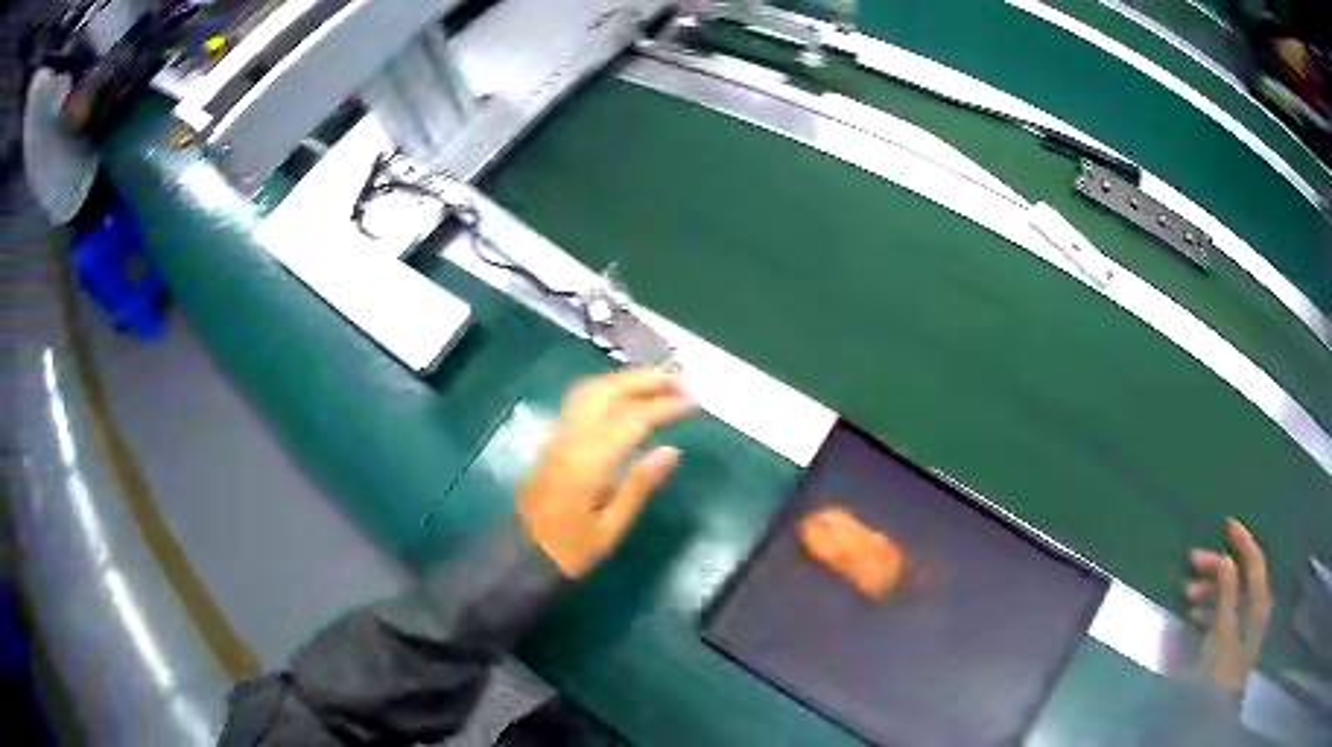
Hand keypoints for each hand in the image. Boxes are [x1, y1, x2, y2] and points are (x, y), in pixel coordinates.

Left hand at [517, 369, 695, 578]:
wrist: (521, 554)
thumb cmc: (570, 549)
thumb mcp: (610, 529)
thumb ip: (639, 486)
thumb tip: (671, 450)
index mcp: (587, 463)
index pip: (630, 420)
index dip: (663, 406)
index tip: (693, 401)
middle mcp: (569, 440)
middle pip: (607, 392)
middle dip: (644, 380)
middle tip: (680, 379)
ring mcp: (557, 436)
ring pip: (590, 390)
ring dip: (625, 380)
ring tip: (659, 381)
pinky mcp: (553, 440)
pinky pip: (581, 401)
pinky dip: (609, 388)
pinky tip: (627, 396)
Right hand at [1186, 518, 1273, 689]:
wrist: (1211, 715)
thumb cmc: (1220, 673)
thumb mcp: (1223, 635)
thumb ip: (1227, 596)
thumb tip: (1227, 559)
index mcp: (1259, 603)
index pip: (1255, 561)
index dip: (1243, 541)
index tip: (1226, 524)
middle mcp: (1255, 609)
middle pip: (1241, 577)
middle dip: (1218, 567)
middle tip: (1193, 560)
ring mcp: (1243, 627)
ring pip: (1230, 595)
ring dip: (1211, 589)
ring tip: (1187, 592)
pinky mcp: (1231, 641)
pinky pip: (1223, 614)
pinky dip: (1210, 608)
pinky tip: (1194, 613)